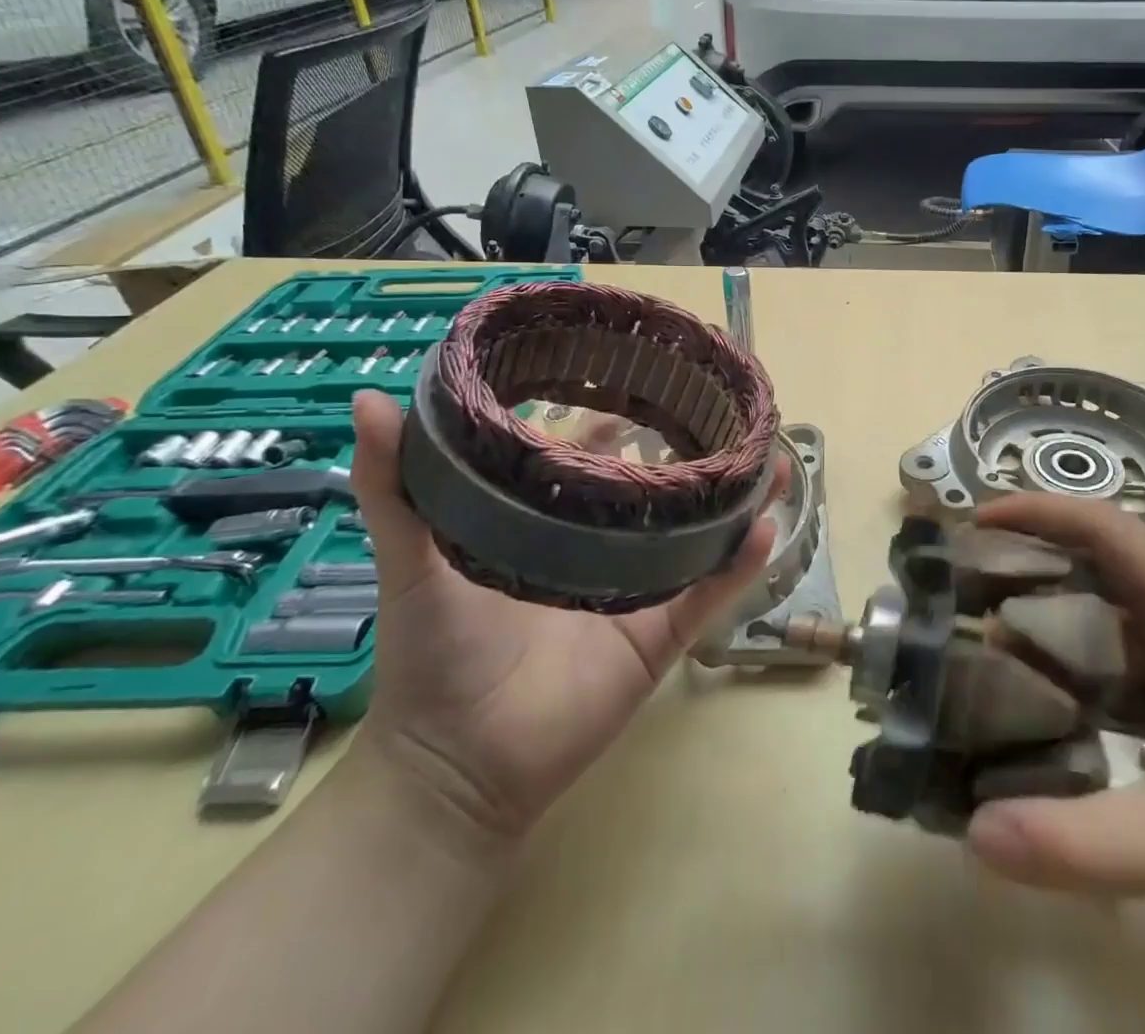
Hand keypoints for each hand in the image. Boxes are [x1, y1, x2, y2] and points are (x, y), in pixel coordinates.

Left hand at [346, 390, 776, 844]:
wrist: (457, 766)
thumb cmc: (435, 655)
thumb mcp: (412, 561)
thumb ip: (394, 486)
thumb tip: (369, 400)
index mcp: (549, 524)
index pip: (589, 457)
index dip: (613, 417)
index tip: (641, 377)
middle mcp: (601, 549)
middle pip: (656, 490)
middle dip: (693, 450)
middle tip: (724, 408)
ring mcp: (639, 590)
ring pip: (699, 535)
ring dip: (737, 499)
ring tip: (774, 460)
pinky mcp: (661, 635)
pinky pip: (711, 593)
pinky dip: (741, 563)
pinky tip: (767, 526)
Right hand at [964, 493, 1144, 954]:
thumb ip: (1082, 841)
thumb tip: (975, 832)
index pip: (1111, 530)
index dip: (1042, 511)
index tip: (980, 519)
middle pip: (1107, 557)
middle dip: (1038, 553)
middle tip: (971, 573)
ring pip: (1119, 605)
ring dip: (1059, 605)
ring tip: (992, 623)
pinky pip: (1132, 652)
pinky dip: (1084, 653)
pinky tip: (1052, 689)